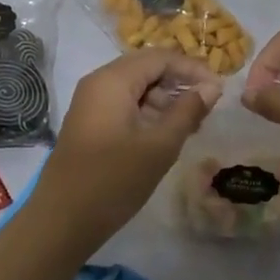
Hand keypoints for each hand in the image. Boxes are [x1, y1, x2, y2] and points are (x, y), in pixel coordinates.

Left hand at [31, 50, 221, 257]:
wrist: (60, 222)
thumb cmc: (113, 181)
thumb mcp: (158, 147)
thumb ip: (187, 112)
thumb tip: (211, 88)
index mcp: (113, 79)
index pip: (160, 57)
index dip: (192, 68)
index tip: (219, 88)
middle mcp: (99, 82)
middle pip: (147, 69)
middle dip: (179, 83)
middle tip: (208, 107)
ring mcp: (91, 103)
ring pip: (136, 87)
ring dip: (165, 100)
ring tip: (193, 124)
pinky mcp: (90, 123)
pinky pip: (125, 104)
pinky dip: (148, 113)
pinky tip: (167, 134)